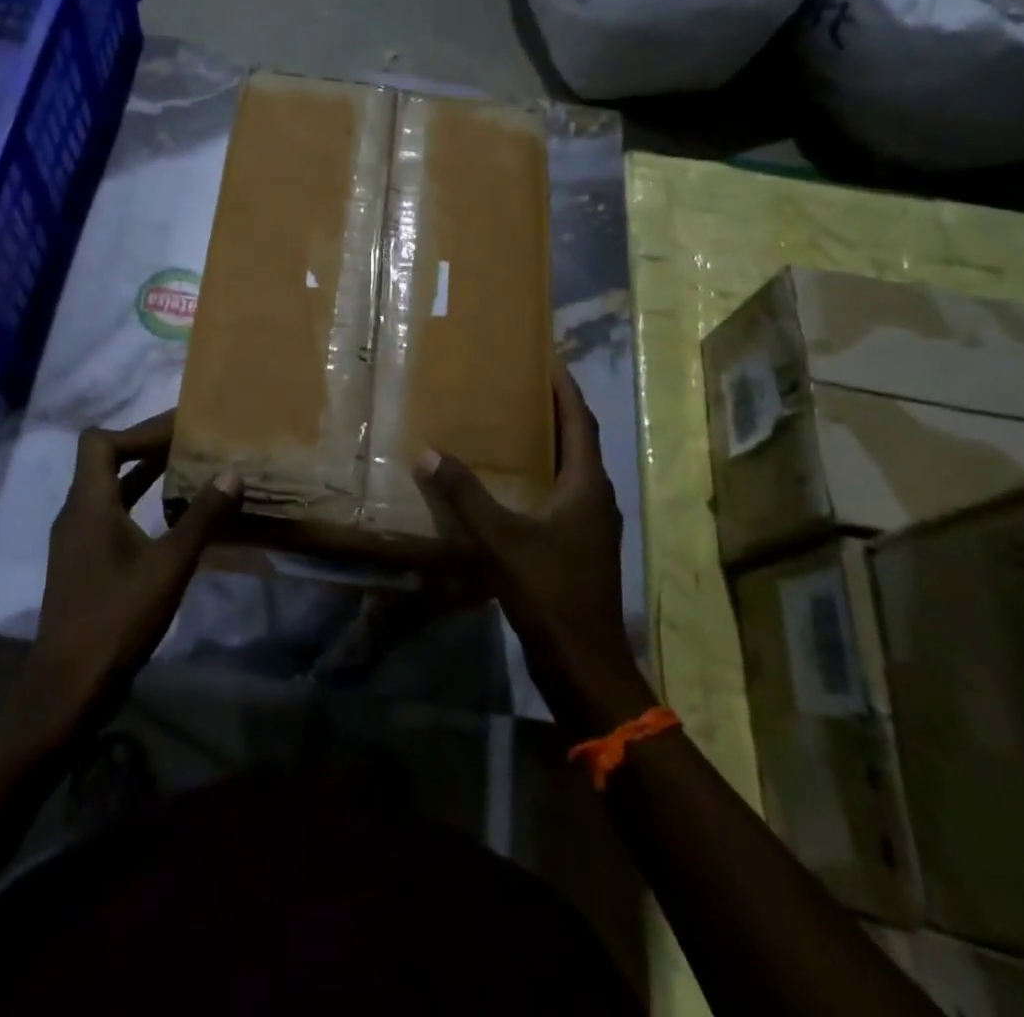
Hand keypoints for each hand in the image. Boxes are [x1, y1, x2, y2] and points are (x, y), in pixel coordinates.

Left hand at [26, 411, 242, 731]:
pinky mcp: (85, 563)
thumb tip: (233, 473)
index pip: (101, 442)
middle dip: (149, 447)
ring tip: (190, 469)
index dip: (139, 431)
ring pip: (111, 489)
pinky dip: (142, 504)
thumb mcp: (169, 566)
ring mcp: (78, 540)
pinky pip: (113, 514)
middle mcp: (76, 514)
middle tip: (194, 443)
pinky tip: (174, 517)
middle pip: (106, 460)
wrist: (68, 688)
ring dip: (146, 475)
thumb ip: (202, 517)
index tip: (180, 431)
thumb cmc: (116, 619)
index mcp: (89, 505)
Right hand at [414, 363, 649, 735]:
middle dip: (553, 412)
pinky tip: (509, 486)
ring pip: (570, 472)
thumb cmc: (552, 592)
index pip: (581, 422)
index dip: (566, 390)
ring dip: (546, 446)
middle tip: (518, 387)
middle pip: (578, 442)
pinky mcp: (578, 549)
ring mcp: (590, 526)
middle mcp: (595, 498)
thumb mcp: (503, 540)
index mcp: (587, 486)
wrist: (585, 664)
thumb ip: (466, 496)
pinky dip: (539, 479)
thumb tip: (428, 453)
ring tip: (510, 427)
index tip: (548, 359)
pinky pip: (560, 498)